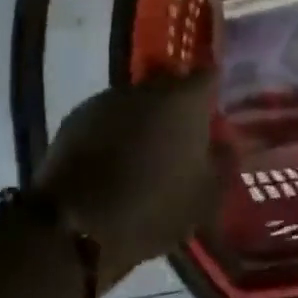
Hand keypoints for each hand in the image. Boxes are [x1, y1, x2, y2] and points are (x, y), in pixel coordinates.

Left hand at [35, 72, 224, 293]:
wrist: (73, 223)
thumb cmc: (152, 206)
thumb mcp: (205, 197)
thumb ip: (222, 162)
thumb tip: (224, 142)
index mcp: (184, 100)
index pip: (208, 74)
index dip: (214, 88)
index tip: (216, 107)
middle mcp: (147, 88)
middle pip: (170, 84)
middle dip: (178, 105)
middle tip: (184, 135)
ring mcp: (108, 100)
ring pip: (137, 102)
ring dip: (145, 119)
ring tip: (147, 152)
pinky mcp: (76, 117)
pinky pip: (109, 118)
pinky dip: (116, 132)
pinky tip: (115, 161)